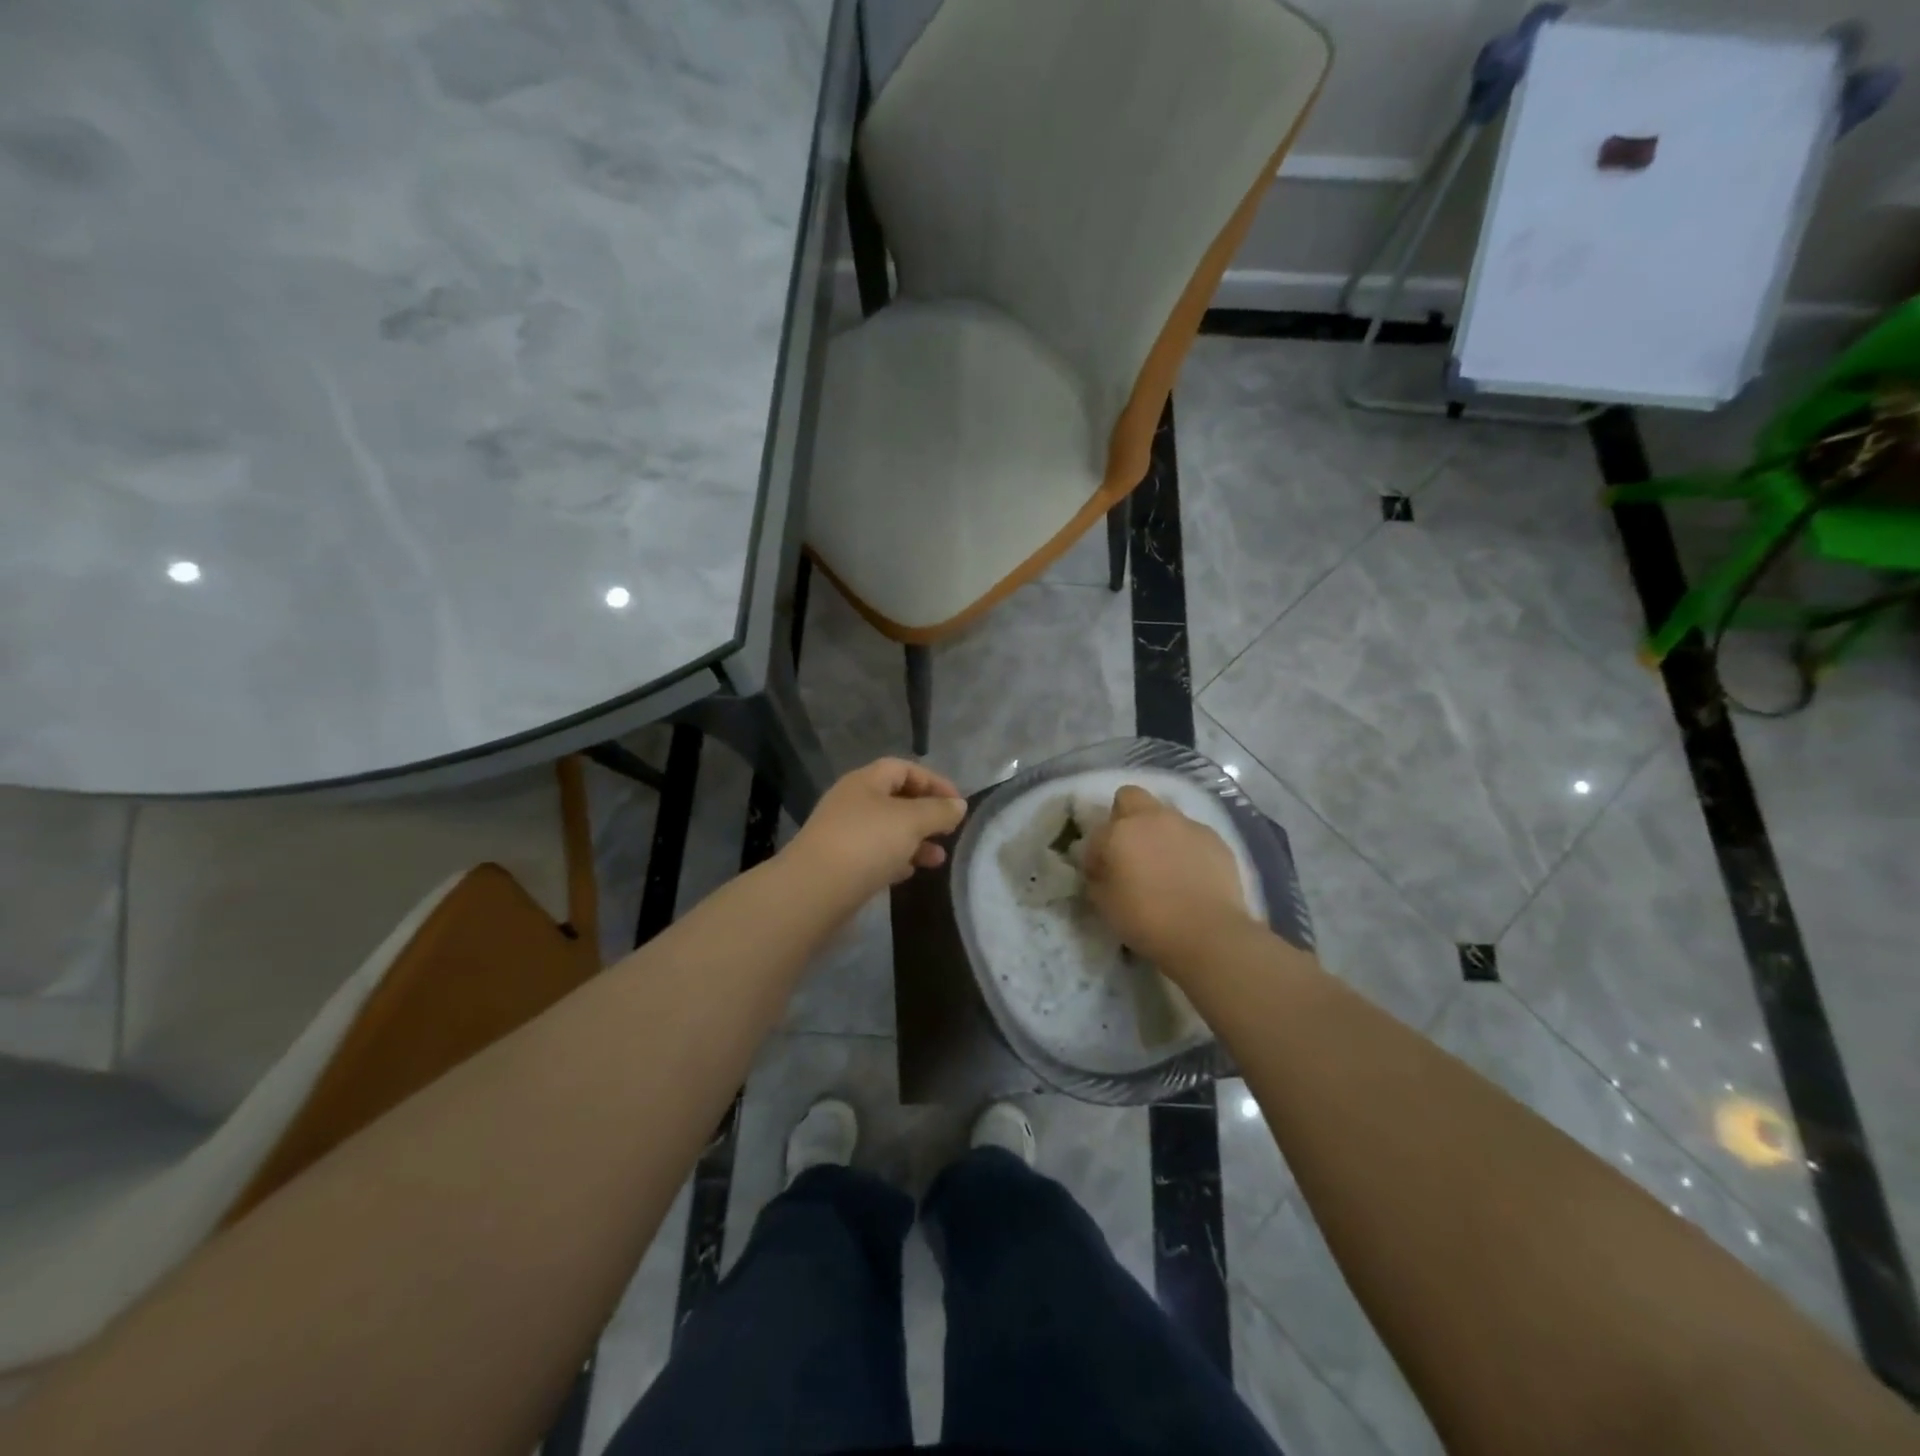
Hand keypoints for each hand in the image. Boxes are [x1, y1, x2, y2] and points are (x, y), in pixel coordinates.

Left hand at [786, 759, 967, 902]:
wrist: (813, 891)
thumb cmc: (866, 844)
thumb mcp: (910, 821)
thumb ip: (938, 811)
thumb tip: (958, 805)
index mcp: (865, 782)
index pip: (903, 769)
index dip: (933, 781)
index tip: (957, 803)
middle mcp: (851, 803)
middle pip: (895, 799)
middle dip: (926, 814)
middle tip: (949, 832)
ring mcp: (843, 834)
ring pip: (887, 830)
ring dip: (915, 841)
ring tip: (938, 859)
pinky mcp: (840, 864)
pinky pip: (874, 855)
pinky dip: (896, 860)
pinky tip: (910, 873)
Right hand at [1083, 785, 1257, 977]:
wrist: (1209, 934)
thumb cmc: (1147, 920)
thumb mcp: (1105, 905)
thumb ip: (1097, 880)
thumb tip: (1101, 871)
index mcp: (1119, 831)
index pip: (1096, 835)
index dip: (1095, 856)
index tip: (1101, 876)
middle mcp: (1152, 818)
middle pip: (1130, 797)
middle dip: (1124, 817)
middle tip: (1129, 850)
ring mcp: (1187, 825)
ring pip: (1165, 815)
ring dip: (1158, 832)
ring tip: (1164, 865)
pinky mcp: (1215, 839)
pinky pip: (1192, 834)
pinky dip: (1186, 847)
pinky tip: (1191, 874)